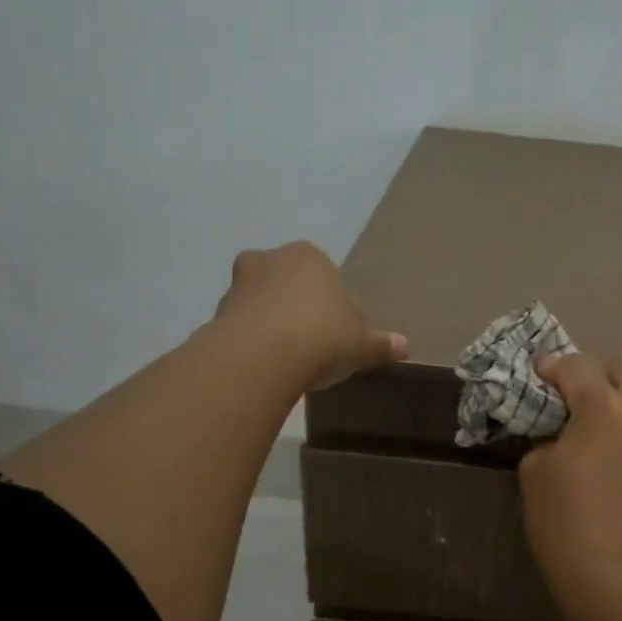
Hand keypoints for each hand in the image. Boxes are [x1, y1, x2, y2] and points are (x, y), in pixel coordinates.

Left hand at [215, 241, 408, 390]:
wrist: (262, 356)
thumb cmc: (322, 337)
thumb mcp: (361, 344)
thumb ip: (381, 343)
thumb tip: (404, 346)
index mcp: (309, 256)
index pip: (325, 276)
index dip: (332, 304)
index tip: (337, 332)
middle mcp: (270, 259)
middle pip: (288, 282)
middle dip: (296, 306)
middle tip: (311, 341)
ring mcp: (238, 284)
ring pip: (260, 301)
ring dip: (269, 322)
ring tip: (286, 357)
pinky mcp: (217, 312)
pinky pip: (240, 325)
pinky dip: (250, 340)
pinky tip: (264, 365)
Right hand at [519, 347, 621, 609]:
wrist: (613, 575)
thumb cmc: (563, 520)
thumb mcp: (536, 469)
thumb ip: (548, 431)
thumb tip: (559, 426)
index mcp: (604, 408)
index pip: (577, 364)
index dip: (552, 368)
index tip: (538, 381)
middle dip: (601, 371)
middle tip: (576, 400)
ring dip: (618, 400)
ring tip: (592, 433)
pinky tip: (610, 459)